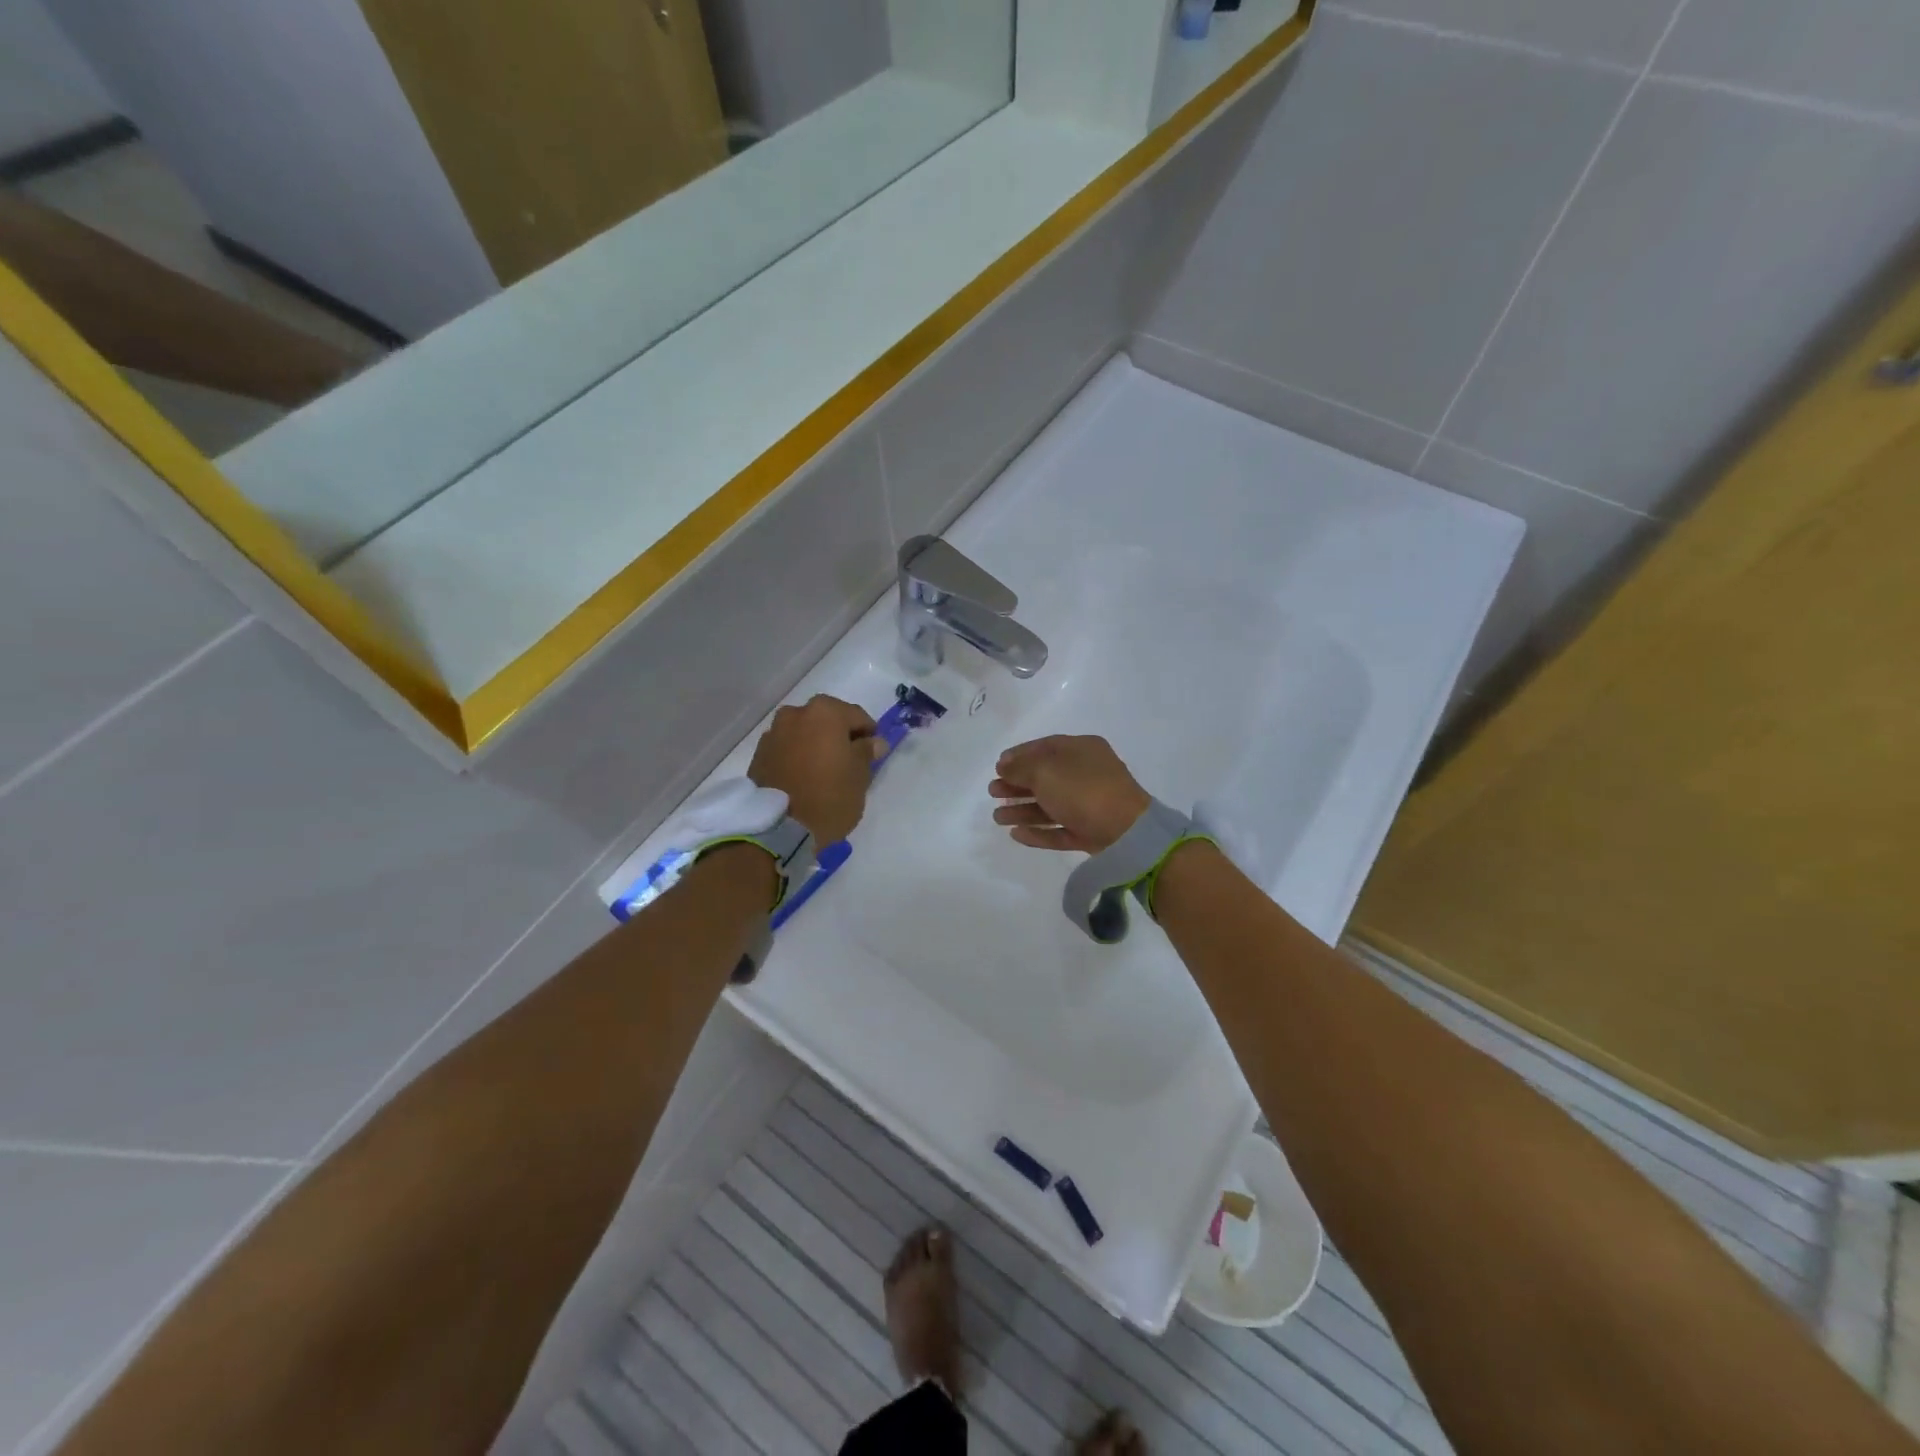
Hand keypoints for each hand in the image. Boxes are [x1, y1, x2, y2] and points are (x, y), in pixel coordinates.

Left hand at [748, 695, 877, 844]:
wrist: (780, 829)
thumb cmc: (829, 797)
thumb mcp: (860, 776)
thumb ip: (866, 752)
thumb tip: (875, 741)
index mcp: (825, 712)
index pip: (857, 716)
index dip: (868, 734)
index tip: (872, 753)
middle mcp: (796, 714)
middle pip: (826, 720)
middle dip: (838, 736)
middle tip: (848, 760)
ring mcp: (773, 733)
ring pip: (803, 733)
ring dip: (815, 744)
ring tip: (822, 770)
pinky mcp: (758, 754)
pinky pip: (786, 748)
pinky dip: (796, 756)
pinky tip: (802, 777)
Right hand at [989, 735, 1151, 853]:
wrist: (1126, 831)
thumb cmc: (1082, 789)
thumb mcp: (1045, 770)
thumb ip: (1020, 767)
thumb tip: (1005, 766)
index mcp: (1081, 750)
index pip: (1046, 747)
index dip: (1019, 755)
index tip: (997, 766)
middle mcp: (1086, 774)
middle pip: (1045, 777)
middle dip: (1017, 784)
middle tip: (993, 792)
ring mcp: (1090, 805)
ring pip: (1050, 805)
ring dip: (1022, 810)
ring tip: (997, 817)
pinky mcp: (1091, 832)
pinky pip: (1060, 829)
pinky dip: (1038, 831)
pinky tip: (1016, 834)